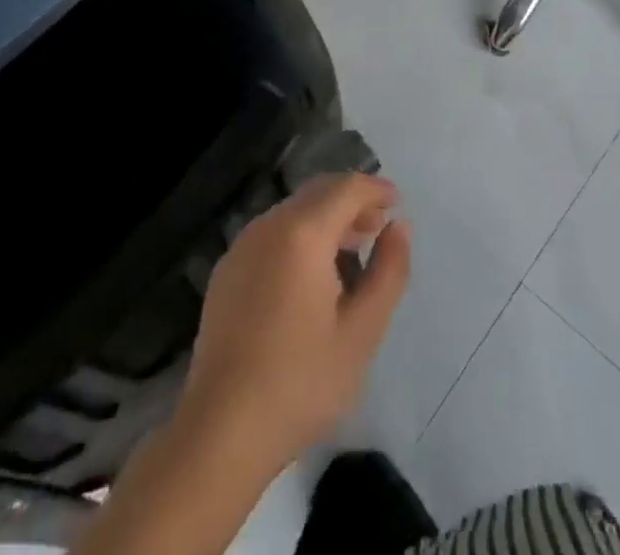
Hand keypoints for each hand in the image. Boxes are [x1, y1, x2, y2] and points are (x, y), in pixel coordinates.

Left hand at [178, 173, 410, 474]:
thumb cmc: (300, 381)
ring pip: (294, 211)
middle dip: (352, 201)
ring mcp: (242, 247)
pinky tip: (311, 277)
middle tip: (379, 228)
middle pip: (318, 192)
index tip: (398, 203)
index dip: (376, 189)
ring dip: (326, 219)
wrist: (220, 431)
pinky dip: (300, 236)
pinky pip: (272, 234)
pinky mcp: (226, 271)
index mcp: (302, 233)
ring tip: (351, 254)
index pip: (346, 188)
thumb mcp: (362, 332)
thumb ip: (389, 271)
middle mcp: (268, 226)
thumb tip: (399, 226)